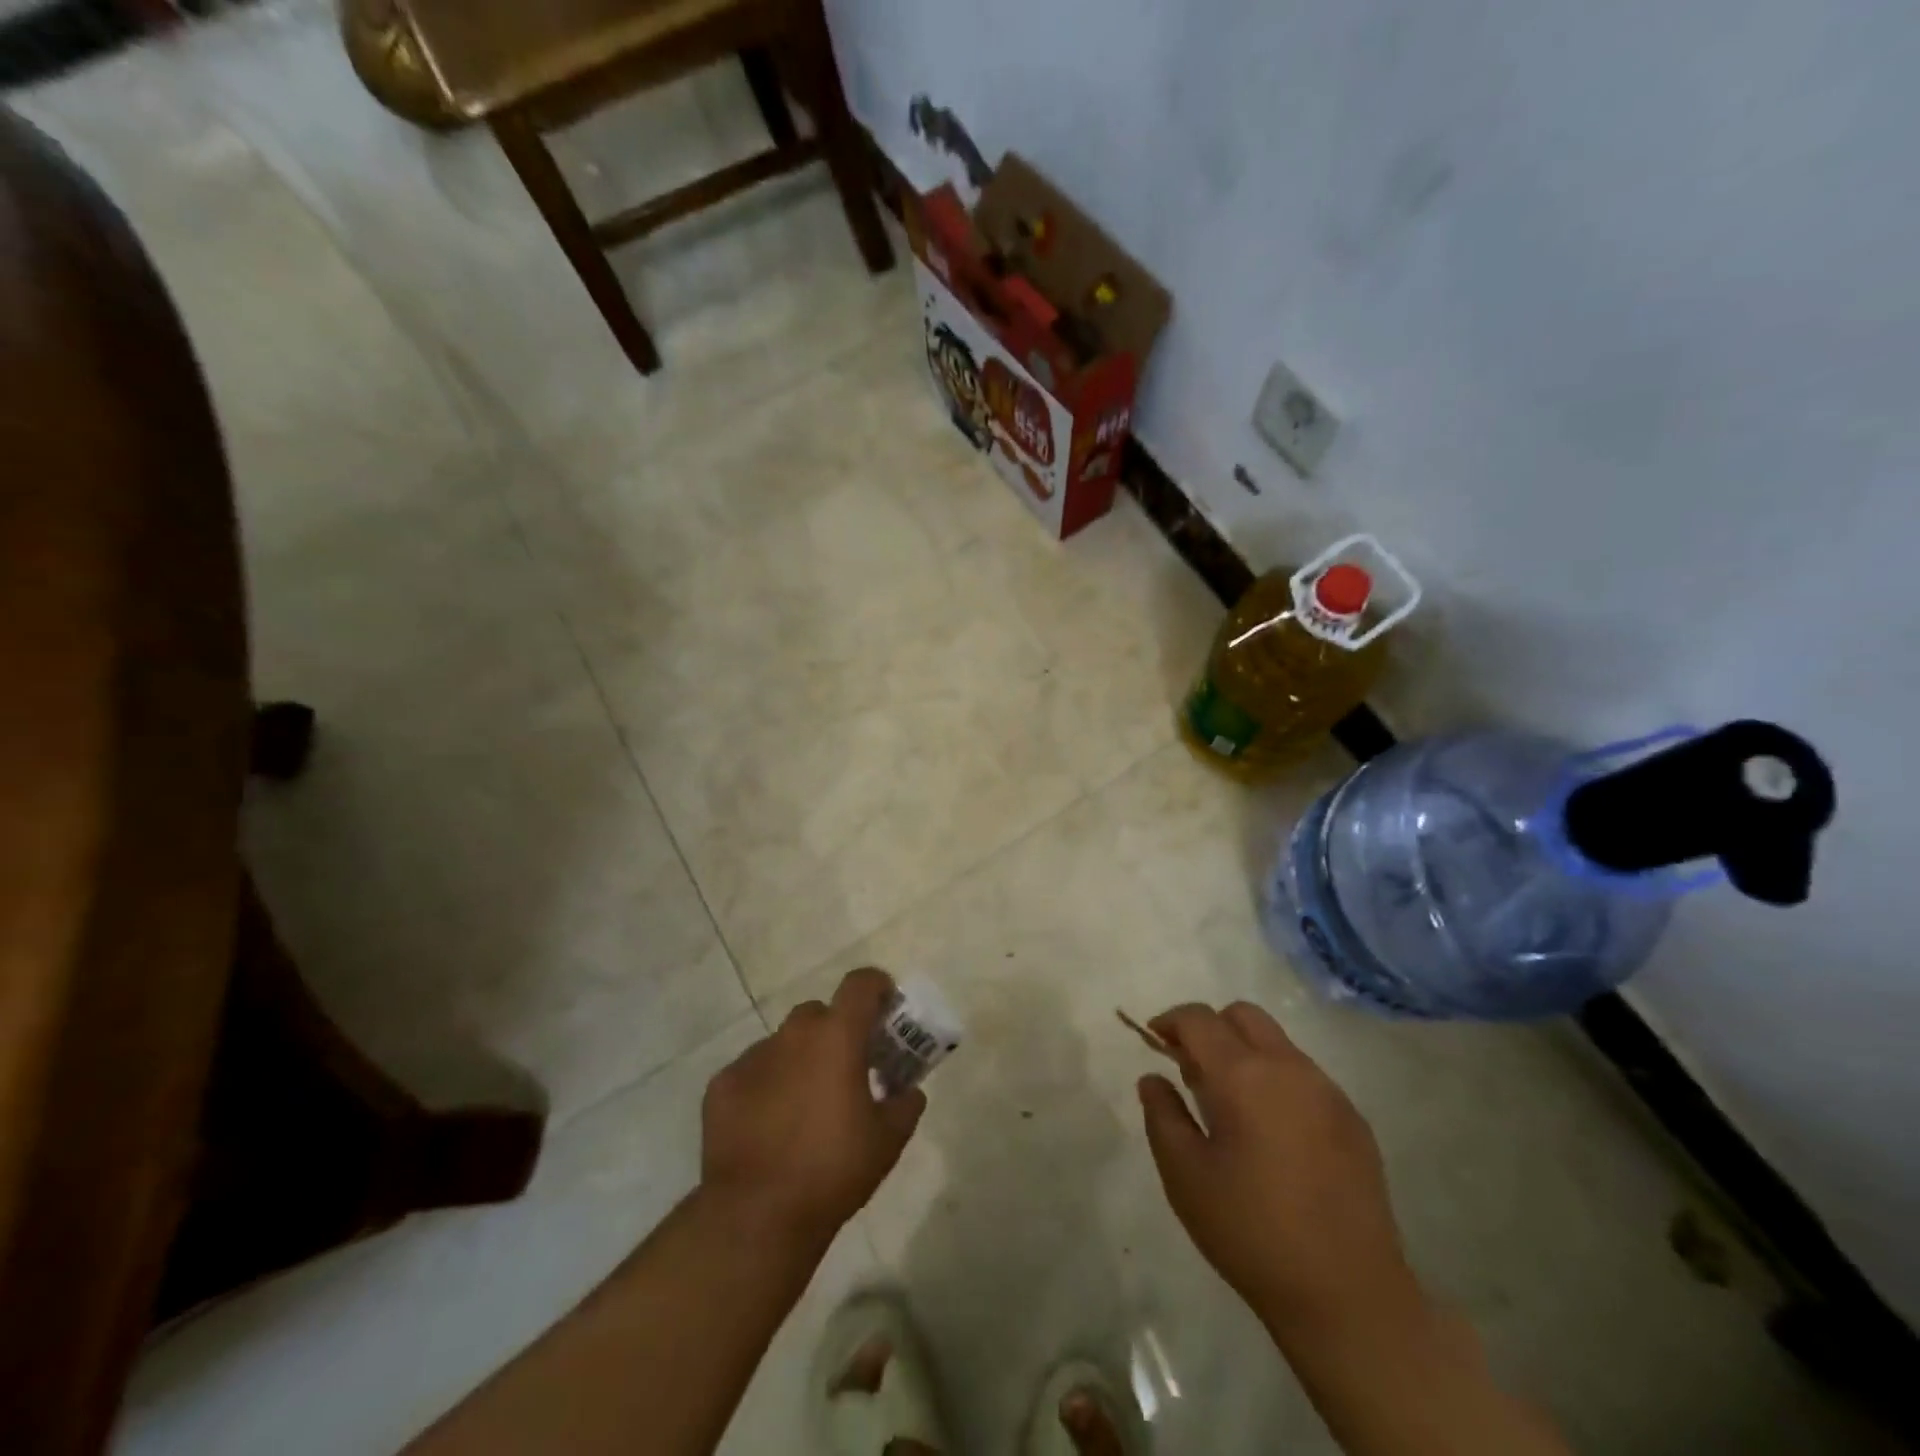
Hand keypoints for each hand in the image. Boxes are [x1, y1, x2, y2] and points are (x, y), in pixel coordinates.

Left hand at [700, 968, 924, 1248]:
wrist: (757, 1215)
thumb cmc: (833, 1169)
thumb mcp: (888, 1141)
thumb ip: (905, 1105)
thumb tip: (909, 1093)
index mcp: (837, 1036)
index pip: (861, 984)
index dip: (877, 987)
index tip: (886, 1006)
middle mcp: (794, 1034)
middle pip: (820, 1014)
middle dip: (836, 1032)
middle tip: (847, 1068)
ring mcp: (753, 1056)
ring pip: (784, 1043)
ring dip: (800, 1060)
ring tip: (805, 1104)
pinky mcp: (722, 1084)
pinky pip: (753, 1071)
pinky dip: (766, 1085)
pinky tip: (769, 1125)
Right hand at [1138, 1002, 1425, 1346]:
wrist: (1349, 1296)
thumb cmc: (1252, 1232)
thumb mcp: (1185, 1176)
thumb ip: (1162, 1115)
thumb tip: (1153, 1078)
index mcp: (1244, 1076)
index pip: (1199, 1019)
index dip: (1170, 1021)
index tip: (1154, 1042)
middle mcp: (1289, 1068)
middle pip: (1243, 1015)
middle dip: (1211, 1028)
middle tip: (1193, 1071)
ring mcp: (1328, 1092)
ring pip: (1277, 1043)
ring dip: (1246, 1054)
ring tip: (1232, 1108)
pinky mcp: (1354, 1121)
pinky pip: (1306, 1077)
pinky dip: (1278, 1082)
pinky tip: (1274, 1136)